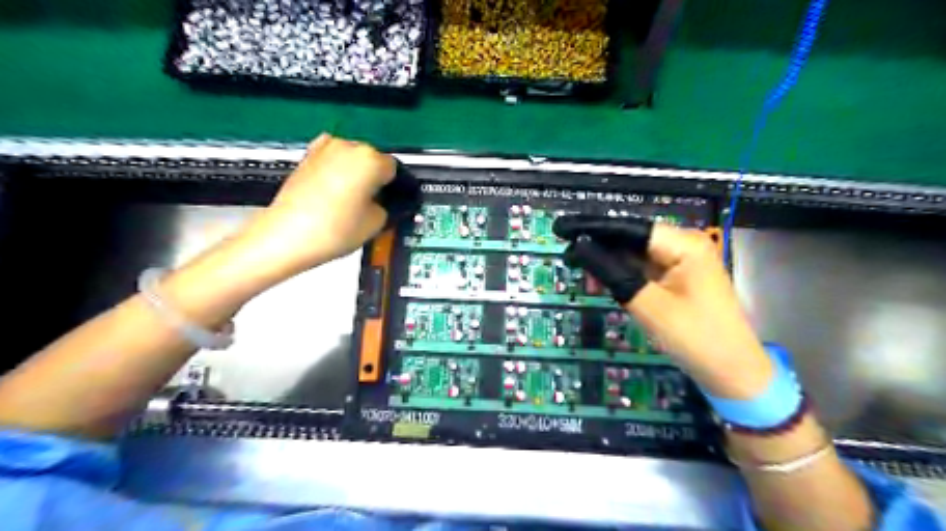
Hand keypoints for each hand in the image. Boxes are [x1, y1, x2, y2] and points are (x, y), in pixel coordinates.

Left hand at [241, 136, 398, 279]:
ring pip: (351, 160)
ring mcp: (324, 149)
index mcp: (370, 159)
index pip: (395, 169)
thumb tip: (384, 203)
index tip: (394, 200)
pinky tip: (335, 195)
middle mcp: (348, 146)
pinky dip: (336, 173)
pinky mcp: (306, 157)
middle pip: (373, 160)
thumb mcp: (376, 223)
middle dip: (375, 179)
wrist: (287, 235)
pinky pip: (332, 162)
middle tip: (373, 205)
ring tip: (351, 203)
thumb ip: (387, 207)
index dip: (396, 187)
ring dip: (355, 175)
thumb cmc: (333, 230)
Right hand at [556, 216, 771, 398]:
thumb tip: (579, 248)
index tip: (562, 228)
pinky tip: (601, 277)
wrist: (733, 374)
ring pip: (636, 254)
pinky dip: (623, 273)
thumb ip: (612, 273)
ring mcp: (683, 263)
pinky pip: (644, 269)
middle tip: (565, 250)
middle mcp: (685, 246)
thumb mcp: (647, 305)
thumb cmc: (695, 337)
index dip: (594, 227)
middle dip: (600, 244)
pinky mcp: (679, 280)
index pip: (630, 228)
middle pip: (633, 238)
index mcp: (684, 244)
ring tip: (576, 264)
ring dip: (609, 260)